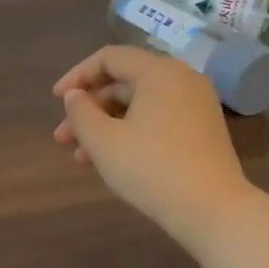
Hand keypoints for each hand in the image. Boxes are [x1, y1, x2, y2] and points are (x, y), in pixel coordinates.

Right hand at [52, 45, 251, 246]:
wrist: (212, 209)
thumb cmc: (151, 168)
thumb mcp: (103, 140)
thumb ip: (80, 112)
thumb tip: (75, 96)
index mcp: (159, 71)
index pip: (109, 58)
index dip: (77, 76)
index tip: (56, 101)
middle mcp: (182, 79)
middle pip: (124, 83)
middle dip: (88, 109)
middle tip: (62, 138)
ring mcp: (196, 105)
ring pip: (139, 106)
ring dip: (105, 126)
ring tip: (80, 158)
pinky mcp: (202, 131)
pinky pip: (157, 120)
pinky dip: (130, 133)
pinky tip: (112, 161)